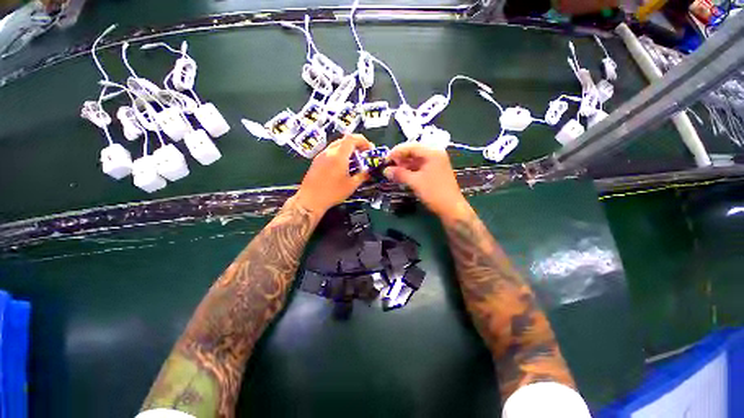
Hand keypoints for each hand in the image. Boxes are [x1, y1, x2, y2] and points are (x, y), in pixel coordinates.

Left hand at [295, 134, 372, 213]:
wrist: (310, 200)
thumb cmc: (332, 193)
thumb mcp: (351, 185)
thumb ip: (362, 176)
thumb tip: (368, 172)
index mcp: (339, 156)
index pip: (352, 138)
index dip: (363, 140)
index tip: (369, 148)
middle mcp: (329, 152)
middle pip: (344, 140)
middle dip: (356, 145)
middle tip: (363, 154)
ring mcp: (321, 155)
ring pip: (337, 145)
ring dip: (348, 149)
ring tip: (354, 161)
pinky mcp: (317, 161)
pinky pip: (330, 152)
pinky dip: (339, 154)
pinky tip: (343, 166)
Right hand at [384, 143, 470, 220]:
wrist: (451, 208)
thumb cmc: (434, 193)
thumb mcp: (415, 182)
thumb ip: (399, 174)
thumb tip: (385, 170)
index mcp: (432, 152)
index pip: (410, 146)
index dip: (396, 152)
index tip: (385, 160)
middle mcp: (435, 154)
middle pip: (413, 151)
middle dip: (400, 159)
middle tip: (389, 167)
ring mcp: (436, 162)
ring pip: (416, 159)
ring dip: (404, 165)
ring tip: (394, 172)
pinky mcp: (435, 171)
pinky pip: (420, 166)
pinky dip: (411, 170)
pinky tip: (403, 175)